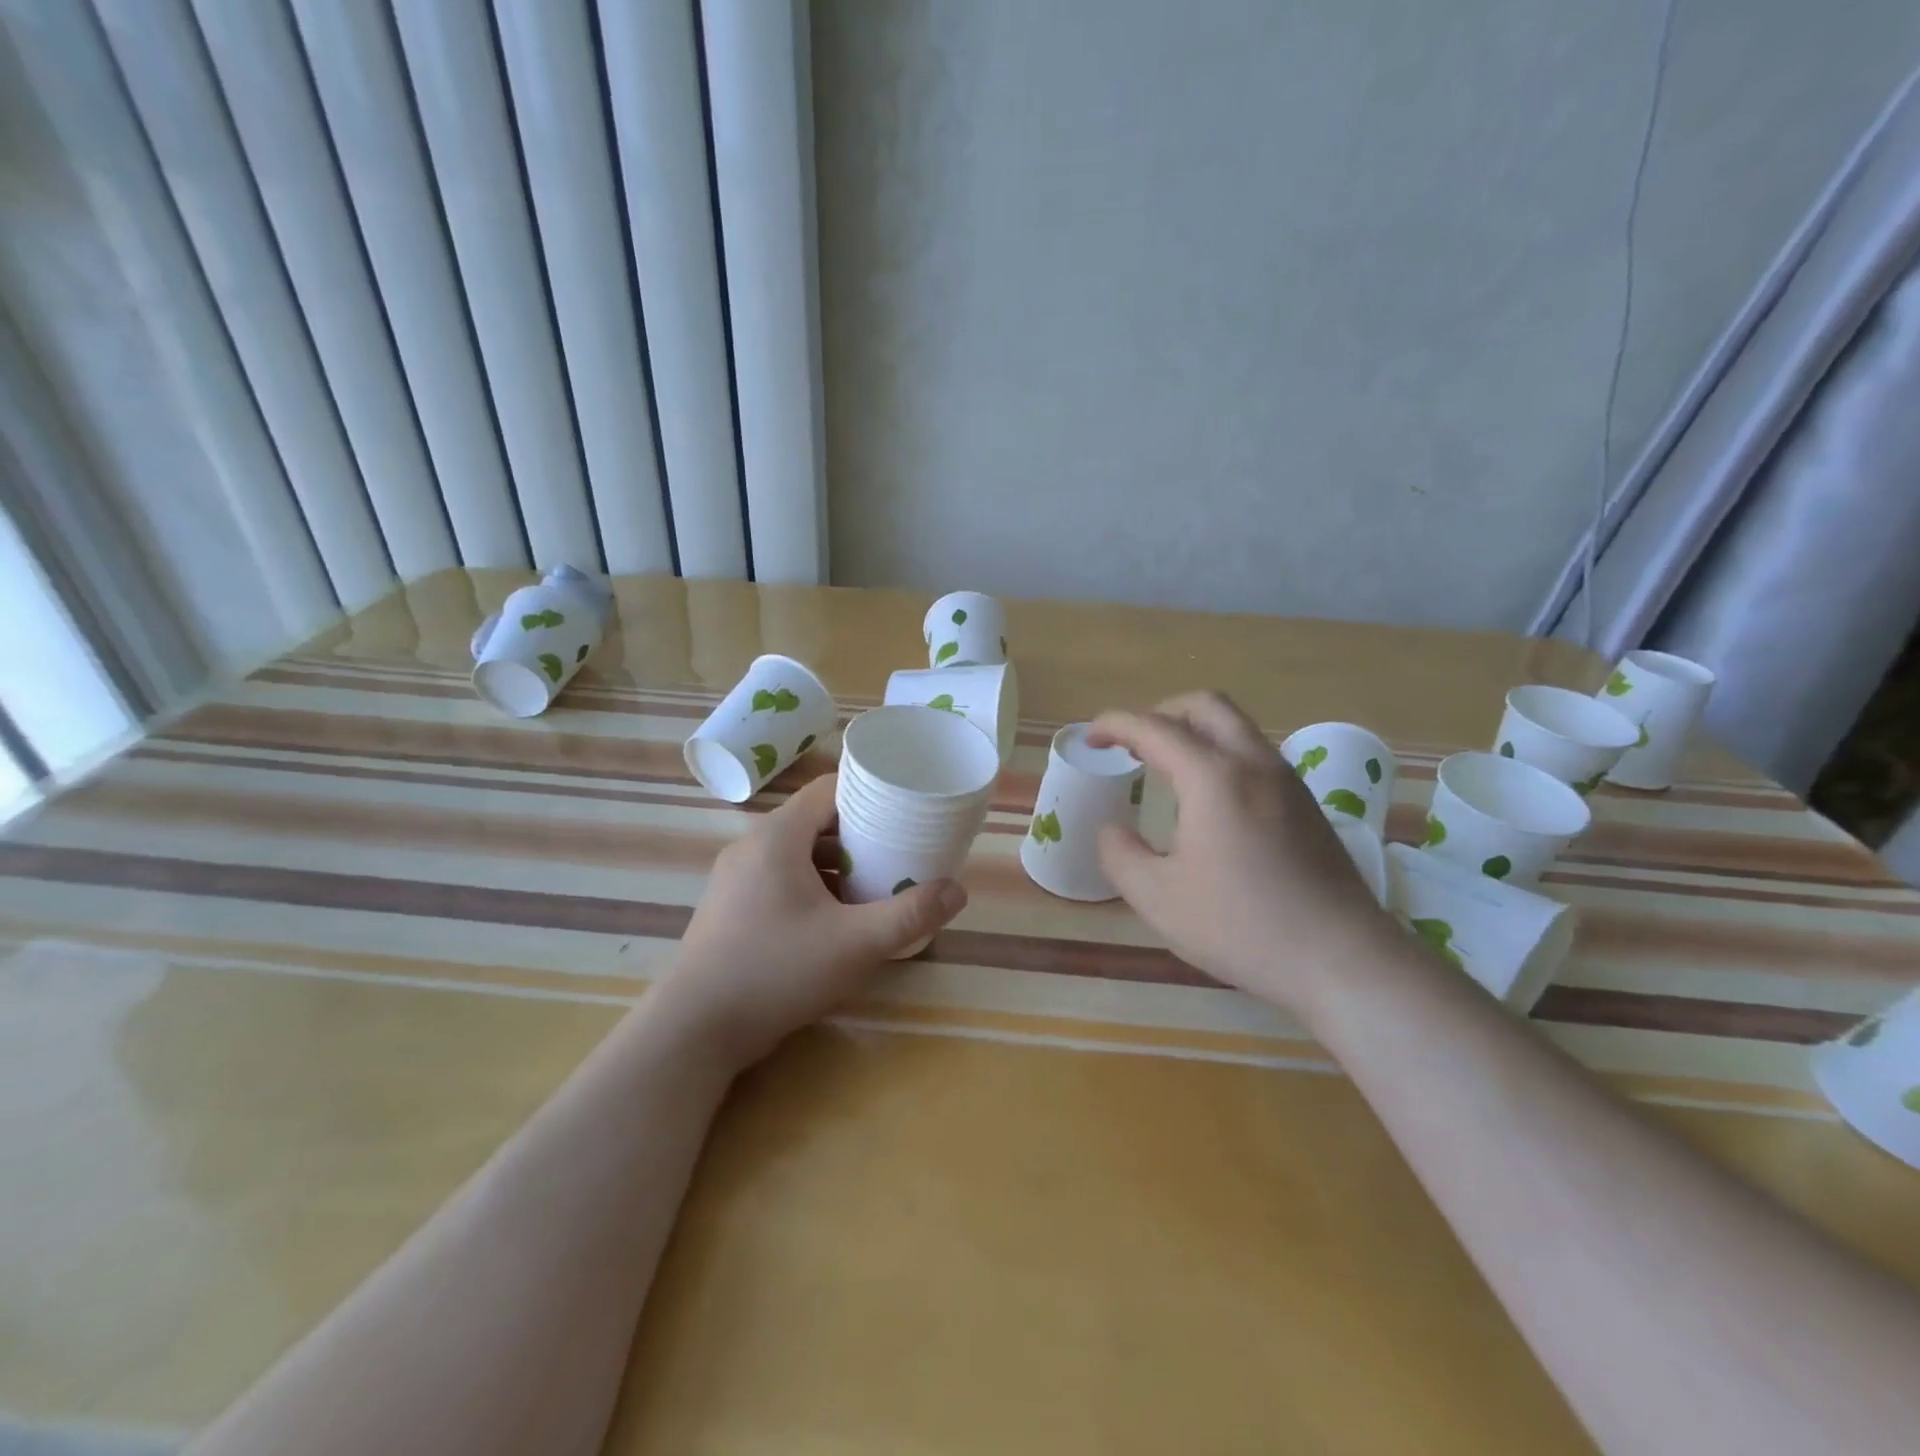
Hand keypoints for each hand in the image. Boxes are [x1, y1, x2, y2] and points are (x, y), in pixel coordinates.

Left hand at [657, 773, 967, 1066]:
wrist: (695, 1030)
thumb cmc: (777, 972)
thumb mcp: (855, 944)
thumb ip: (910, 915)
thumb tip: (958, 891)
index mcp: (778, 836)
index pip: (829, 789)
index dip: (870, 793)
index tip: (905, 810)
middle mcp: (752, 845)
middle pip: (815, 820)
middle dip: (860, 833)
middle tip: (899, 851)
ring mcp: (735, 877)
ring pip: (797, 852)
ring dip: (836, 863)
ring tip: (875, 884)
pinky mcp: (729, 906)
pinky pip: (778, 877)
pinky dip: (811, 884)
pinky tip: (834, 918)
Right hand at [1090, 692, 1399, 1016]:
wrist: (1342, 960)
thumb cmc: (1241, 926)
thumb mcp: (1157, 898)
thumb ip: (1120, 854)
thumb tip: (1112, 829)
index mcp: (1213, 777)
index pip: (1154, 728)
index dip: (1115, 725)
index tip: (1091, 738)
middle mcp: (1254, 763)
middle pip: (1205, 706)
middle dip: (1161, 713)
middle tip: (1133, 745)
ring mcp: (1288, 782)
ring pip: (1236, 729)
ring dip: (1194, 733)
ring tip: (1166, 771)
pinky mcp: (1308, 806)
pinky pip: (1255, 756)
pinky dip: (1221, 756)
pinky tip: (1209, 803)